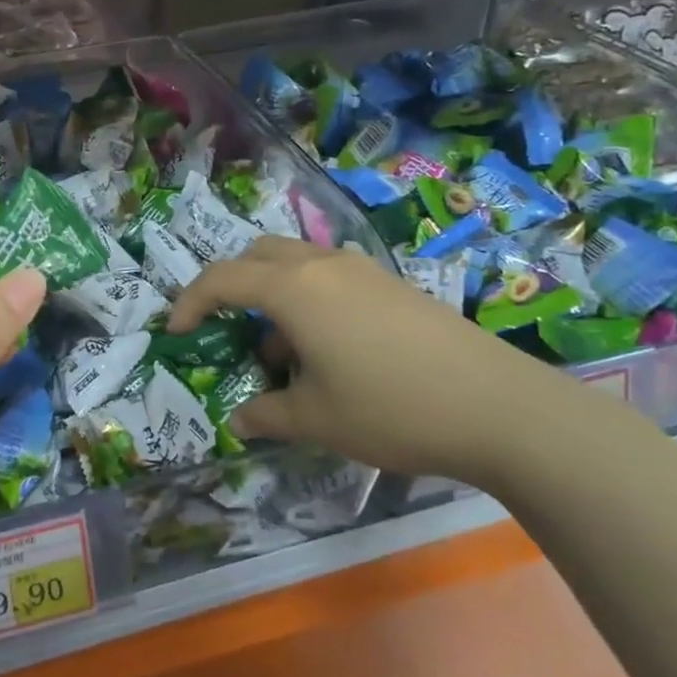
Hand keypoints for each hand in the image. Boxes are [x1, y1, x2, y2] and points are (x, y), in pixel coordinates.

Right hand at [167, 237, 634, 491]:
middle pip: (257, 255)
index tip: (176, 332)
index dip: (190, 302)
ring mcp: (363, 270)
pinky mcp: (393, 285)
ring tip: (282, 355)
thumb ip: (267, 414)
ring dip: (273, 297)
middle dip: (231, 286)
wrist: (501, 407)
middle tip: (225, 328)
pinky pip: (330, 278)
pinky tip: (329, 352)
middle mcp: (323, 265)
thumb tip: (239, 420)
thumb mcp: (316, 419)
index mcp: (293, 288)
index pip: (222, 279)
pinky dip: (309, 302)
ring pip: (296, 264)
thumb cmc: (391, 409)